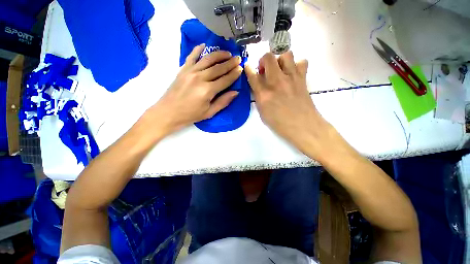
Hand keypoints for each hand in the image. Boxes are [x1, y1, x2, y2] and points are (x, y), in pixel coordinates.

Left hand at [146, 44, 242, 135]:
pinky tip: (204, 45)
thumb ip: (223, 102)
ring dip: (219, 54)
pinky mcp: (182, 69)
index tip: (240, 68)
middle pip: (218, 68)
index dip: (234, 74)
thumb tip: (235, 92)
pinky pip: (191, 56)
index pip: (225, 80)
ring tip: (227, 53)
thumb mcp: (209, 112)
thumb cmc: (190, 115)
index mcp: (207, 91)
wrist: (168, 112)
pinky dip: (198, 49)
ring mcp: (190, 72)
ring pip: (207, 59)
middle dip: (230, 63)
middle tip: (238, 58)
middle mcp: (200, 78)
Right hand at [245, 51, 333, 156]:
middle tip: (265, 70)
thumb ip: (259, 97)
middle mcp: (276, 82)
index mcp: (264, 94)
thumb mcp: (263, 113)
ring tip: (279, 70)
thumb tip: (258, 86)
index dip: (248, 69)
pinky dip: (296, 65)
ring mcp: (291, 78)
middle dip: (263, 61)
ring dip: (280, 60)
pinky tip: (293, 74)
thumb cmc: (280, 123)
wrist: (303, 126)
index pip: (252, 76)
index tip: (247, 66)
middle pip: (268, 58)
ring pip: (286, 55)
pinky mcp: (302, 79)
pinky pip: (302, 62)